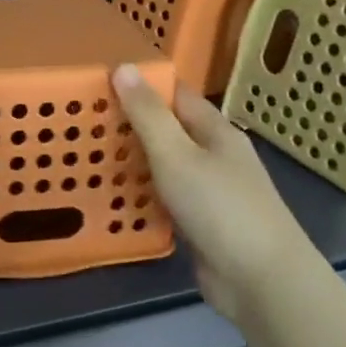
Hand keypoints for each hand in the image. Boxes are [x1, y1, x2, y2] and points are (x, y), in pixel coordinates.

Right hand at [110, 66, 323, 320]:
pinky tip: (114, 198)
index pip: (176, 95)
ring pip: (166, 167)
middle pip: (170, 131)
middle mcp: (215, 156)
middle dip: (132, 125)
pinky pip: (166, 200)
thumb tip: (124, 66)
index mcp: (216, 131)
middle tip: (84, 122)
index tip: (101, 83)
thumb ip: (148, 114)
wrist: (261, 280)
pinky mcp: (202, 224)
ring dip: (134, 162)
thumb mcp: (176, 154)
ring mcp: (211, 192)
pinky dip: (143, 196)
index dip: (143, 86)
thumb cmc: (219, 207)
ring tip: (88, 155)